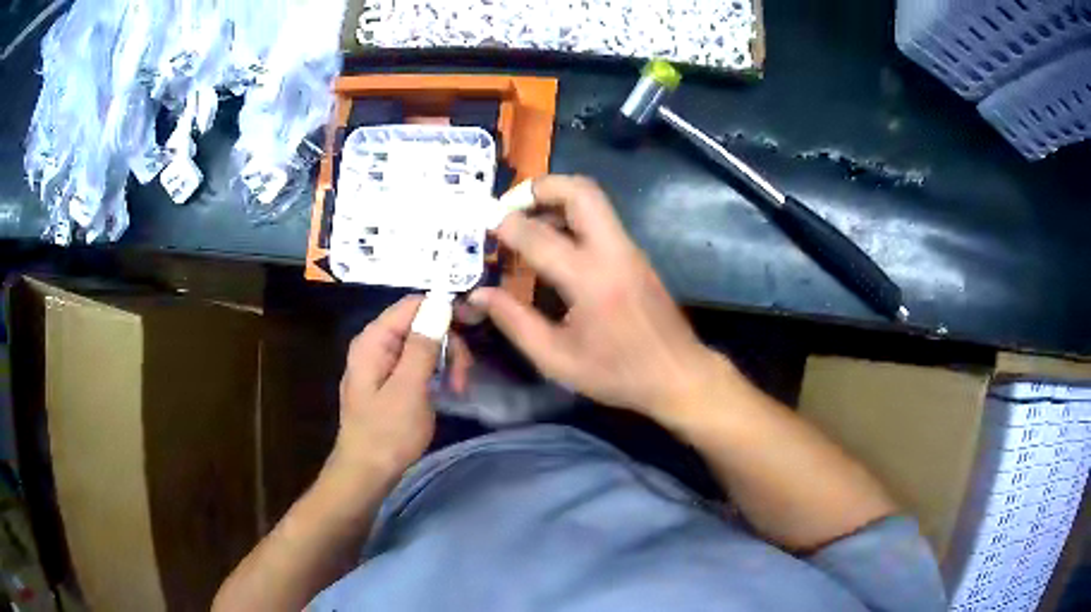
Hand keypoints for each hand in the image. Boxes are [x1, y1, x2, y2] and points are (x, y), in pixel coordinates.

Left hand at [331, 296, 471, 479]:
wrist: (367, 473)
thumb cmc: (387, 433)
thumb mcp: (409, 388)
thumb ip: (422, 344)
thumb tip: (439, 303)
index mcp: (374, 340)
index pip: (412, 304)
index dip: (443, 310)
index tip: (471, 331)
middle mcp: (375, 345)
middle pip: (419, 324)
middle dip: (447, 344)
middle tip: (463, 376)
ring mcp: (381, 364)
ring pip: (421, 345)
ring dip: (445, 361)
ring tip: (457, 389)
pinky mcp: (389, 382)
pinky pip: (416, 364)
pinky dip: (434, 374)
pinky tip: (446, 391)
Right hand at [469, 175, 723, 418]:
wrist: (677, 374)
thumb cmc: (617, 373)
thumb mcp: (556, 359)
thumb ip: (514, 322)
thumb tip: (479, 295)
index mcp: (590, 279)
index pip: (539, 235)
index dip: (505, 225)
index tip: (482, 226)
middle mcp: (612, 251)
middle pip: (579, 191)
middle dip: (539, 188)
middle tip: (509, 207)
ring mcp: (628, 248)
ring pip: (592, 199)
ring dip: (556, 198)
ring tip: (525, 221)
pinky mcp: (635, 254)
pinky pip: (600, 218)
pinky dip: (571, 214)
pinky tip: (553, 241)